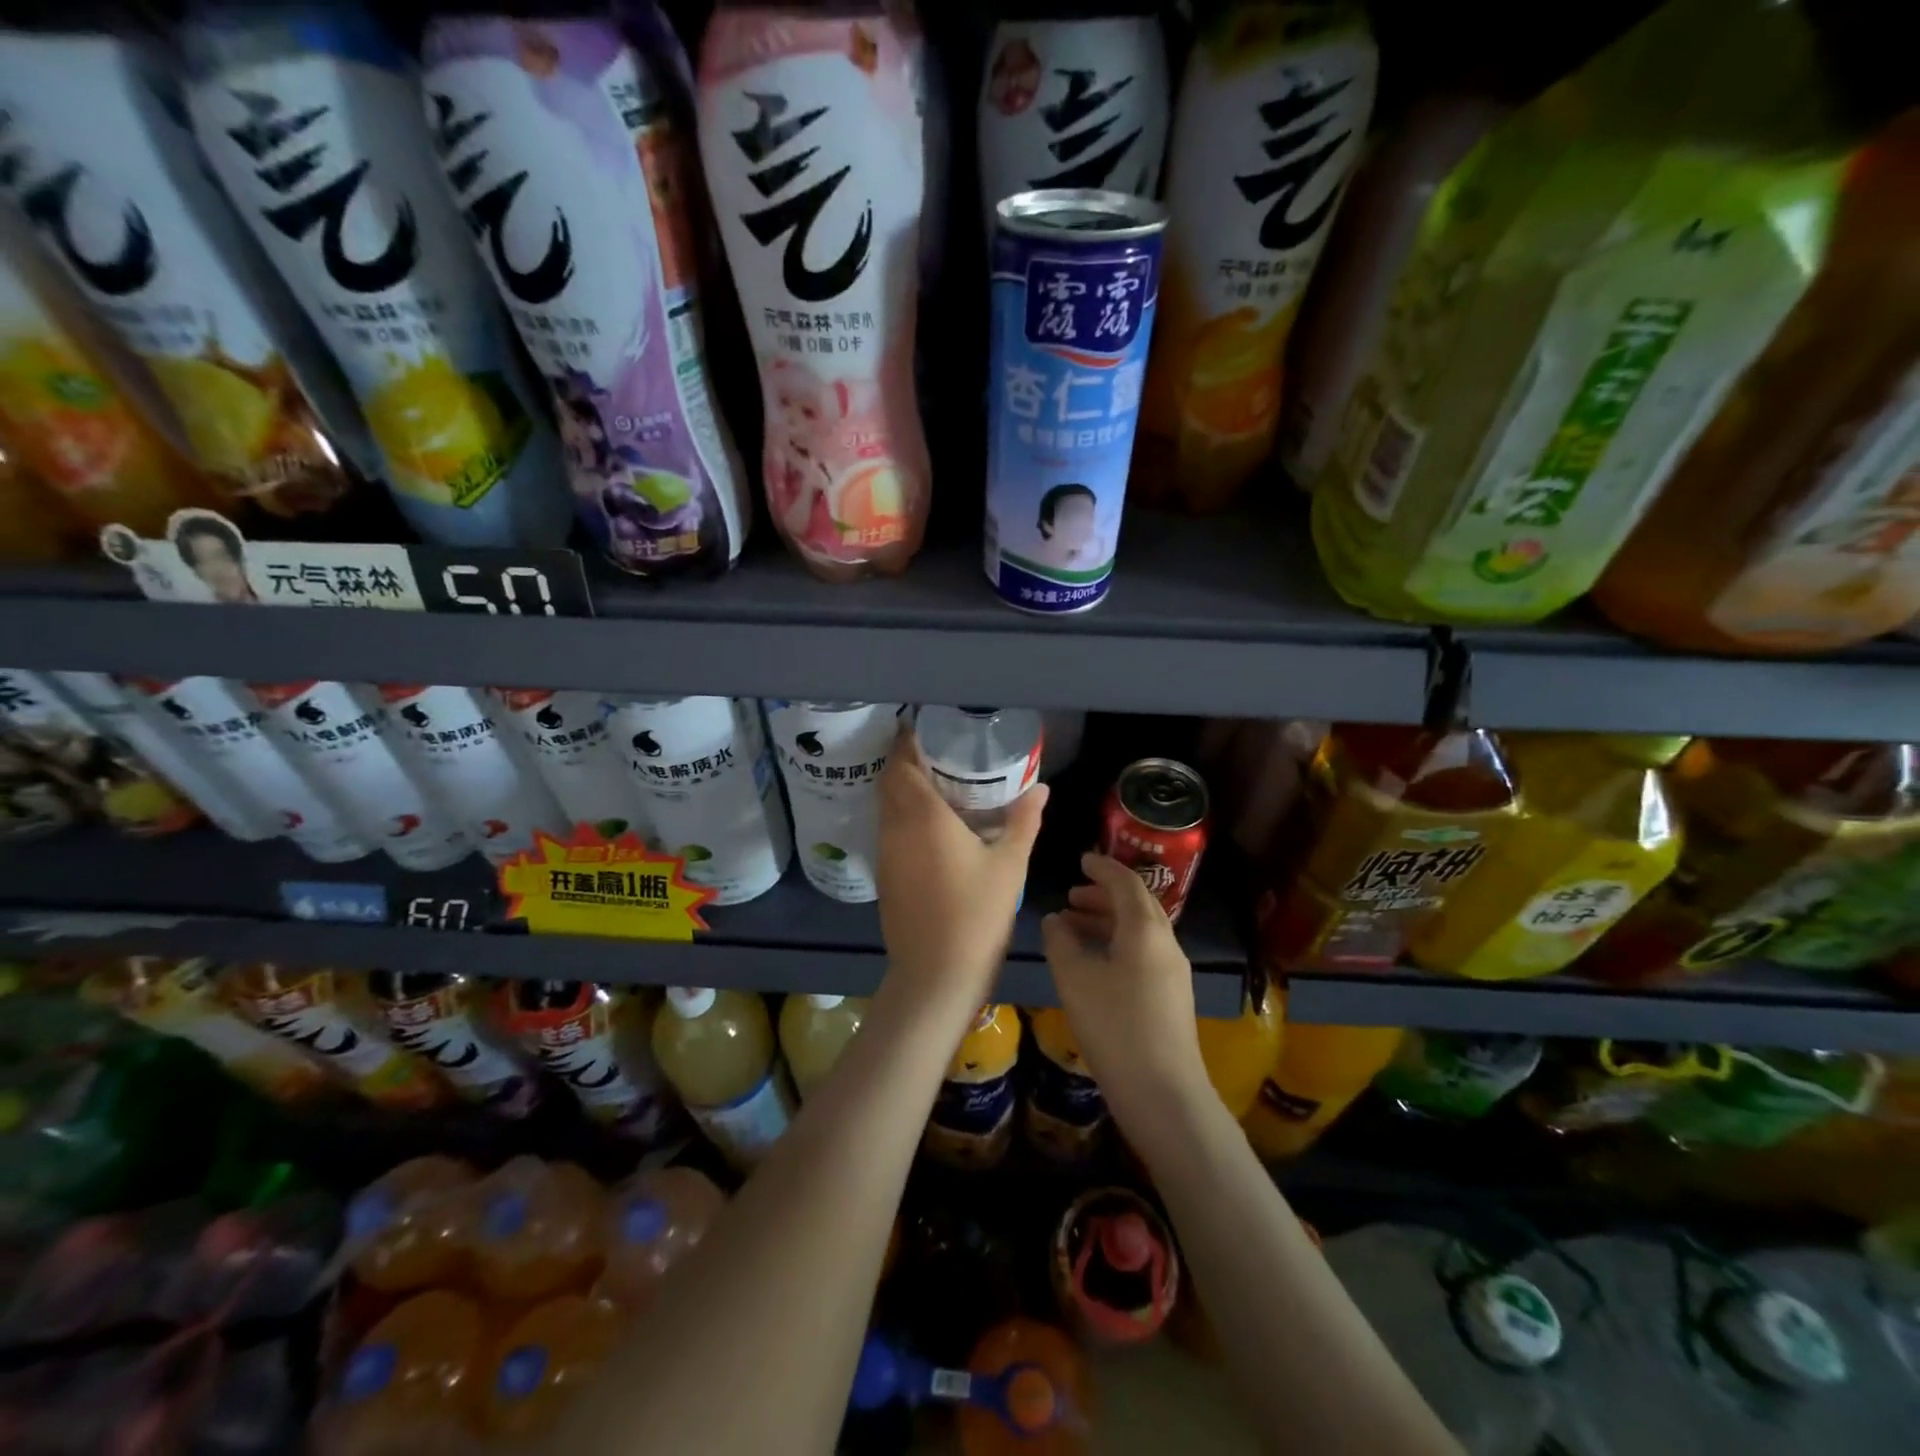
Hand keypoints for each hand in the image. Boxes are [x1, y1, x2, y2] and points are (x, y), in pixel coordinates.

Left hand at [876, 726, 1046, 1014]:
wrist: (936, 975)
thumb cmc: (977, 914)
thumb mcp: (1009, 865)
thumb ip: (1024, 821)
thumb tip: (1042, 788)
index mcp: (922, 816)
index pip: (901, 764)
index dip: (907, 742)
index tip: (925, 729)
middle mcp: (895, 828)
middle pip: (889, 782)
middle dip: (905, 762)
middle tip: (937, 753)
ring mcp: (885, 854)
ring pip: (886, 808)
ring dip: (903, 790)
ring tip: (937, 784)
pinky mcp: (885, 876)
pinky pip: (889, 831)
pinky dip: (903, 817)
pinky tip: (932, 827)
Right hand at [1041, 853, 1210, 1132]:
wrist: (1164, 1094)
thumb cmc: (1115, 1027)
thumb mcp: (1075, 979)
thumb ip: (1060, 942)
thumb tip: (1054, 920)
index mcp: (1145, 930)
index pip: (1126, 883)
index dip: (1102, 868)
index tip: (1081, 861)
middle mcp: (1165, 944)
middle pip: (1137, 905)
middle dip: (1104, 895)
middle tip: (1072, 896)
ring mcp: (1173, 972)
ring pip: (1140, 932)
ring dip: (1108, 921)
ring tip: (1073, 928)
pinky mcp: (1171, 998)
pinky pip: (1143, 954)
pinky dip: (1117, 945)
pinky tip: (1094, 965)